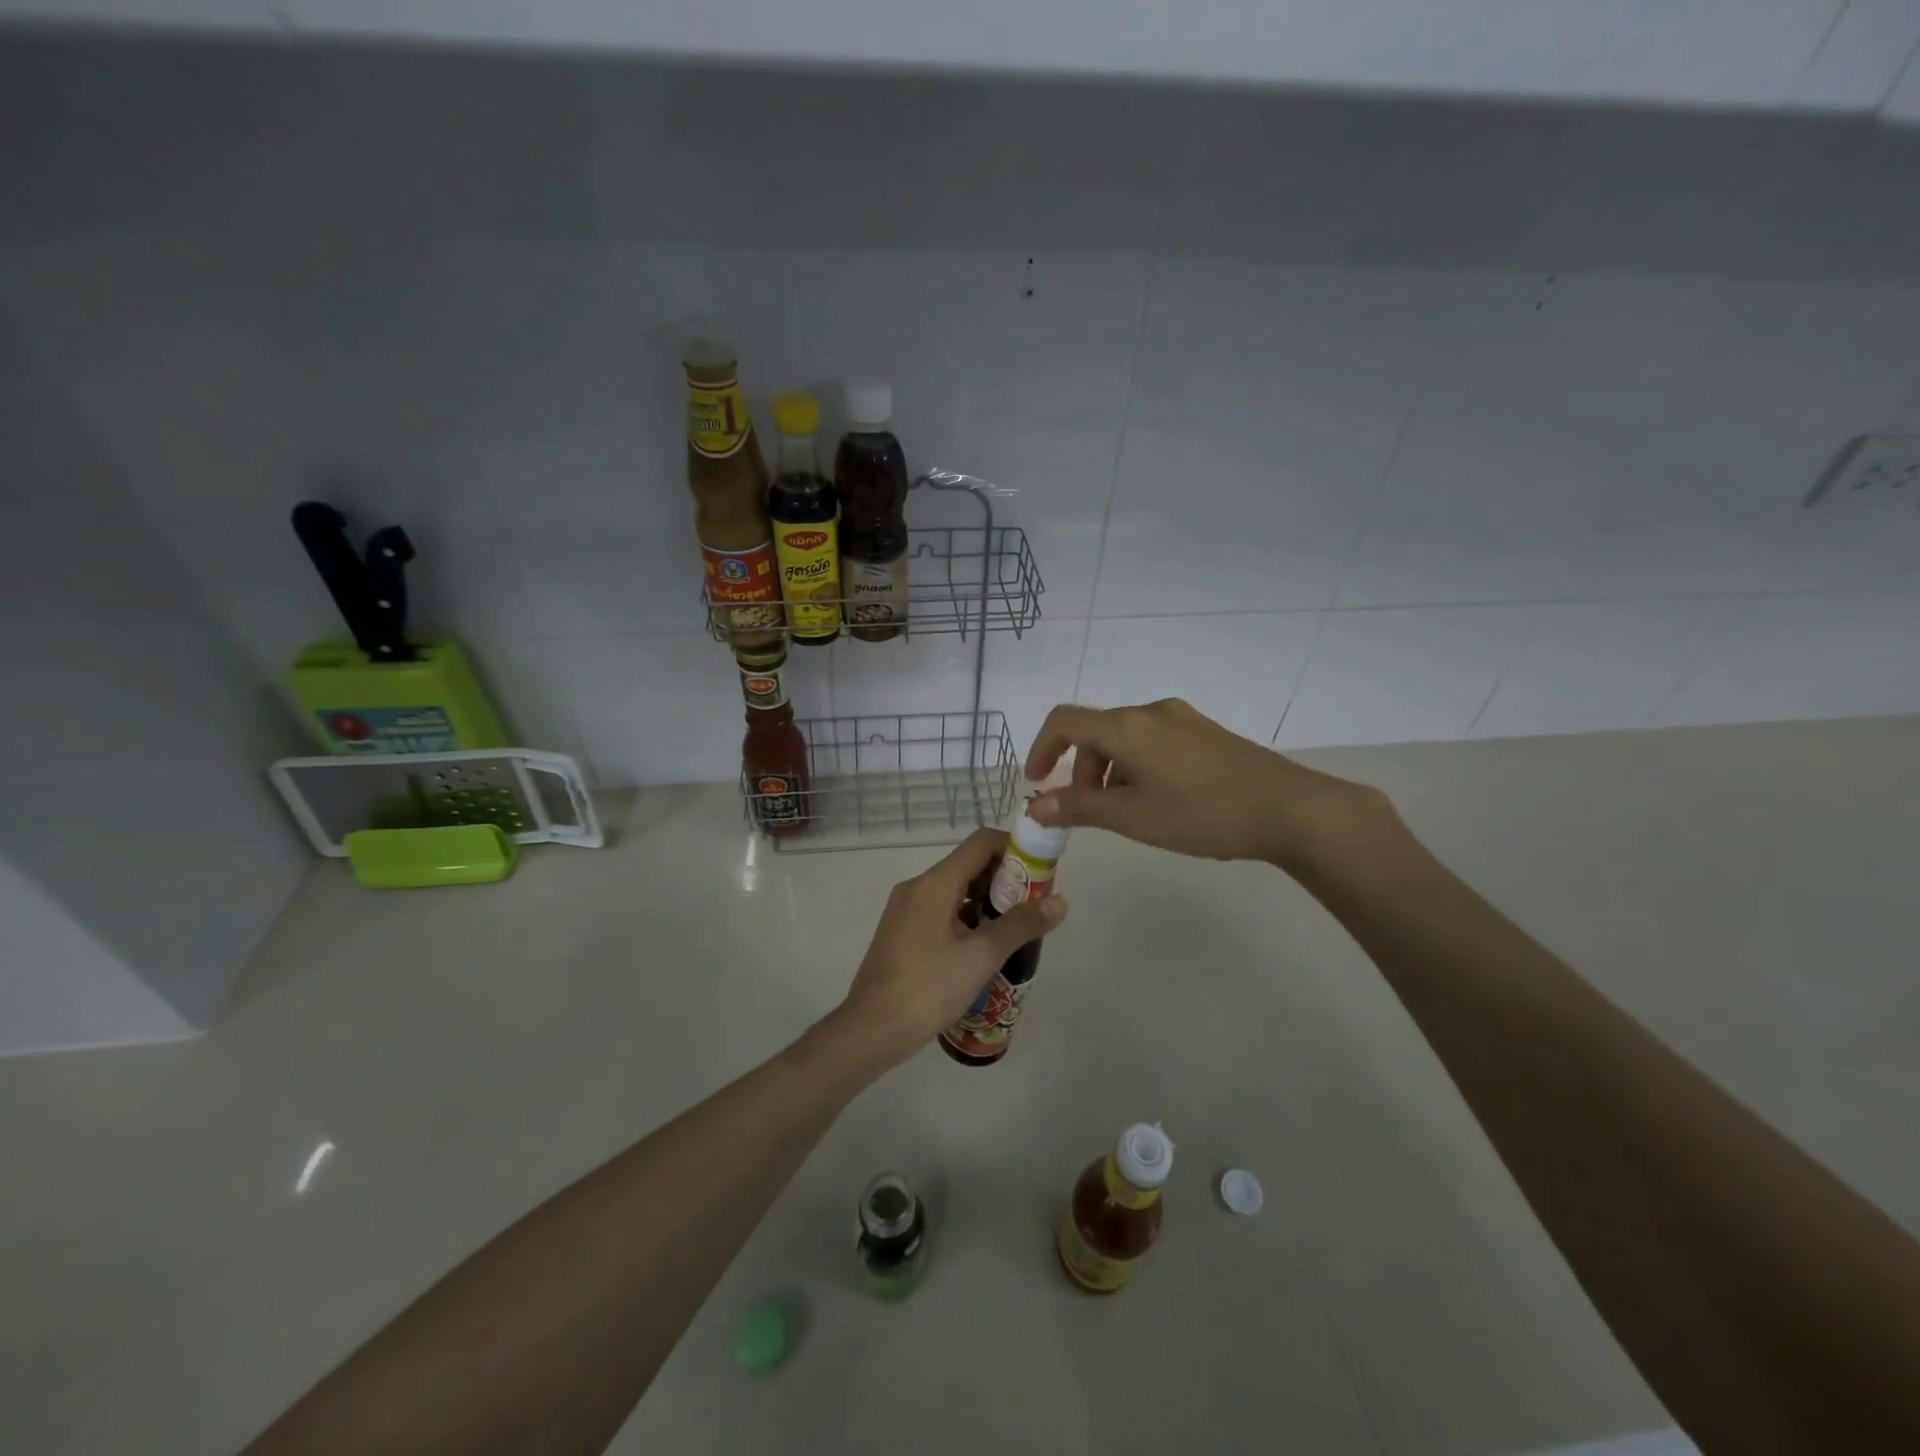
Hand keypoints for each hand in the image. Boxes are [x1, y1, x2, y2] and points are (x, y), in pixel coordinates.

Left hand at [837, 827, 1066, 1066]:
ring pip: (955, 890)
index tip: (1040, 872)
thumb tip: (1060, 902)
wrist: (871, 1030)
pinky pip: (941, 910)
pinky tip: (985, 946)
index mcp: (934, 884)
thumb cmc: (928, 988)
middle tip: (1034, 905)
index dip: (1015, 849)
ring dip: (987, 900)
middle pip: (968, 864)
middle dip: (1005, 879)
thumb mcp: (981, 956)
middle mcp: (917, 887)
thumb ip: (1021, 925)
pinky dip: (967, 917)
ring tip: (1016, 928)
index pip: (981, 843)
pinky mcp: (902, 932)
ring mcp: (906, 910)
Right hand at [1025, 699, 1394, 870]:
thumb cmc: (1201, 813)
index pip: (1064, 721)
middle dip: (1080, 770)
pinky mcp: (1205, 732)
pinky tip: (1160, 801)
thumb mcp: (1132, 817)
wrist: (1289, 809)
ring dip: (1109, 771)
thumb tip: (1034, 806)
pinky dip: (1137, 767)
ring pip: (1126, 738)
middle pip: (1096, 732)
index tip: (1035, 782)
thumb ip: (1078, 808)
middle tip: (1089, 812)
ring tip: (1127, 813)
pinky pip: (1153, 741)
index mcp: (1127, 726)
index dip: (1041, 748)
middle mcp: (1151, 712)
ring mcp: (1182, 719)